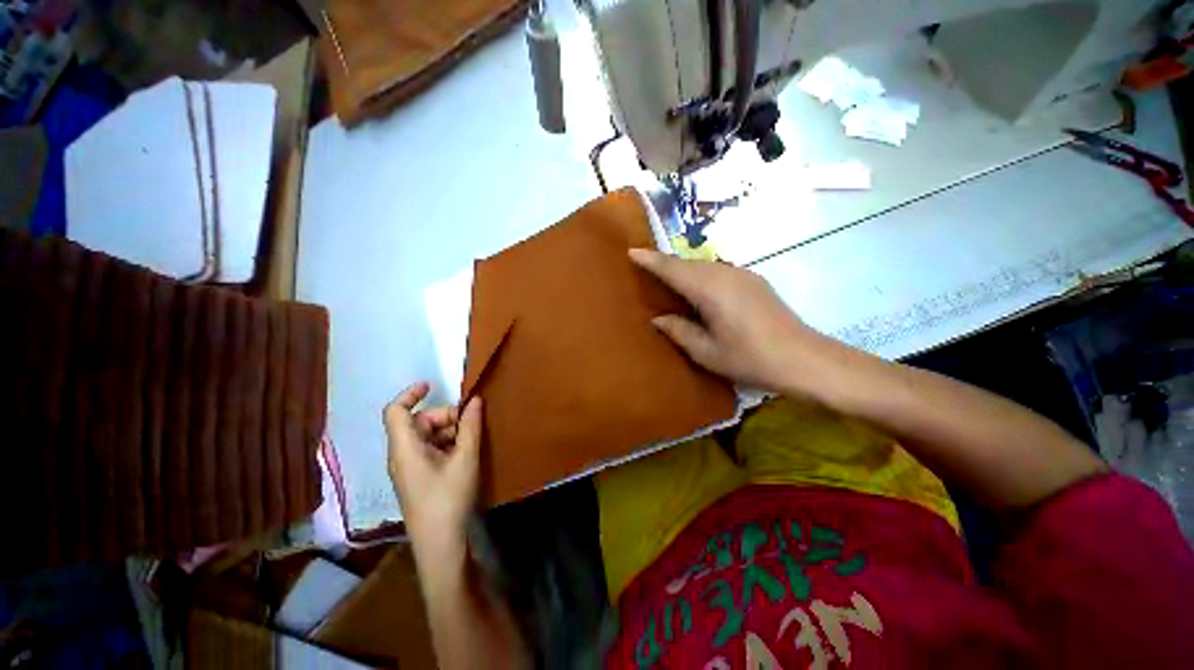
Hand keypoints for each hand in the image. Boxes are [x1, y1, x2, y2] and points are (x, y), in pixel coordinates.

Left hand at [383, 382, 481, 564]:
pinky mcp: (418, 478)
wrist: (440, 546)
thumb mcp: (466, 459)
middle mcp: (402, 455)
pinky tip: (466, 453)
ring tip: (472, 440)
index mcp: (405, 448)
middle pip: (418, 422)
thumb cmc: (449, 499)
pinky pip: (430, 450)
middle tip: (471, 424)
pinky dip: (447, 444)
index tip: (432, 385)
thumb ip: (470, 426)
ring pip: (427, 436)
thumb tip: (475, 400)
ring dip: (450, 431)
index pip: (395, 411)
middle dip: (445, 416)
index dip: (411, 394)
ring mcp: (409, 468)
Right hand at [630, 248, 829, 393]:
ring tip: (666, 276)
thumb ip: (679, 331)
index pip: (673, 269)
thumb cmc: (750, 359)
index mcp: (710, 290)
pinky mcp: (753, 280)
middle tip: (644, 266)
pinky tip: (697, 287)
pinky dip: (700, 274)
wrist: (803, 359)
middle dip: (664, 262)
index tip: (631, 252)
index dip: (651, 260)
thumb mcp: (707, 352)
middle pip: (687, 263)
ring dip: (683, 268)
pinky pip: (717, 270)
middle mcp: (725, 273)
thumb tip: (658, 318)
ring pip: (703, 265)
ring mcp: (742, 274)